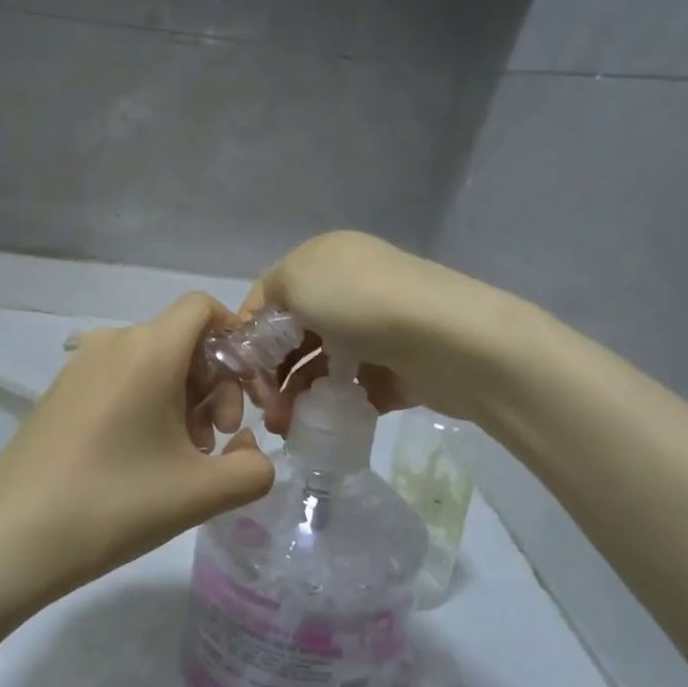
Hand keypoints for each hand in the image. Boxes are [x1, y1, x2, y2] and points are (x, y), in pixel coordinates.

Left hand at [0, 293, 275, 605]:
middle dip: (214, 385)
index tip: (246, 395)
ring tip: (182, 460)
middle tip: (214, 442)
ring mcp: (79, 367)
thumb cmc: (113, 505)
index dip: (237, 342)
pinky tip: (141, 461)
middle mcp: (112, 342)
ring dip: (182, 401)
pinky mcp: (59, 393)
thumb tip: (251, 452)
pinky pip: (120, 380)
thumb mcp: (201, 494)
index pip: (204, 308)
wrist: (9, 540)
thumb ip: (254, 469)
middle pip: (182, 340)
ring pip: (152, 363)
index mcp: (149, 349)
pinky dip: (146, 406)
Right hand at [241, 232, 500, 435]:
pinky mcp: (397, 368)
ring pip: (322, 366)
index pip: (271, 296)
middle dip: (272, 372)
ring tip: (286, 425)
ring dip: (298, 395)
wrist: (447, 339)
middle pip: (295, 334)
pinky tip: (320, 424)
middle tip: (264, 407)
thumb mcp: (297, 279)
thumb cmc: (360, 302)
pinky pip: (355, 389)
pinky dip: (334, 406)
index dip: (250, 333)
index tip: (240, 372)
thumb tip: (264, 323)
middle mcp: (349, 290)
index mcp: (324, 260)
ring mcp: (375, 330)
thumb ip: (269, 296)